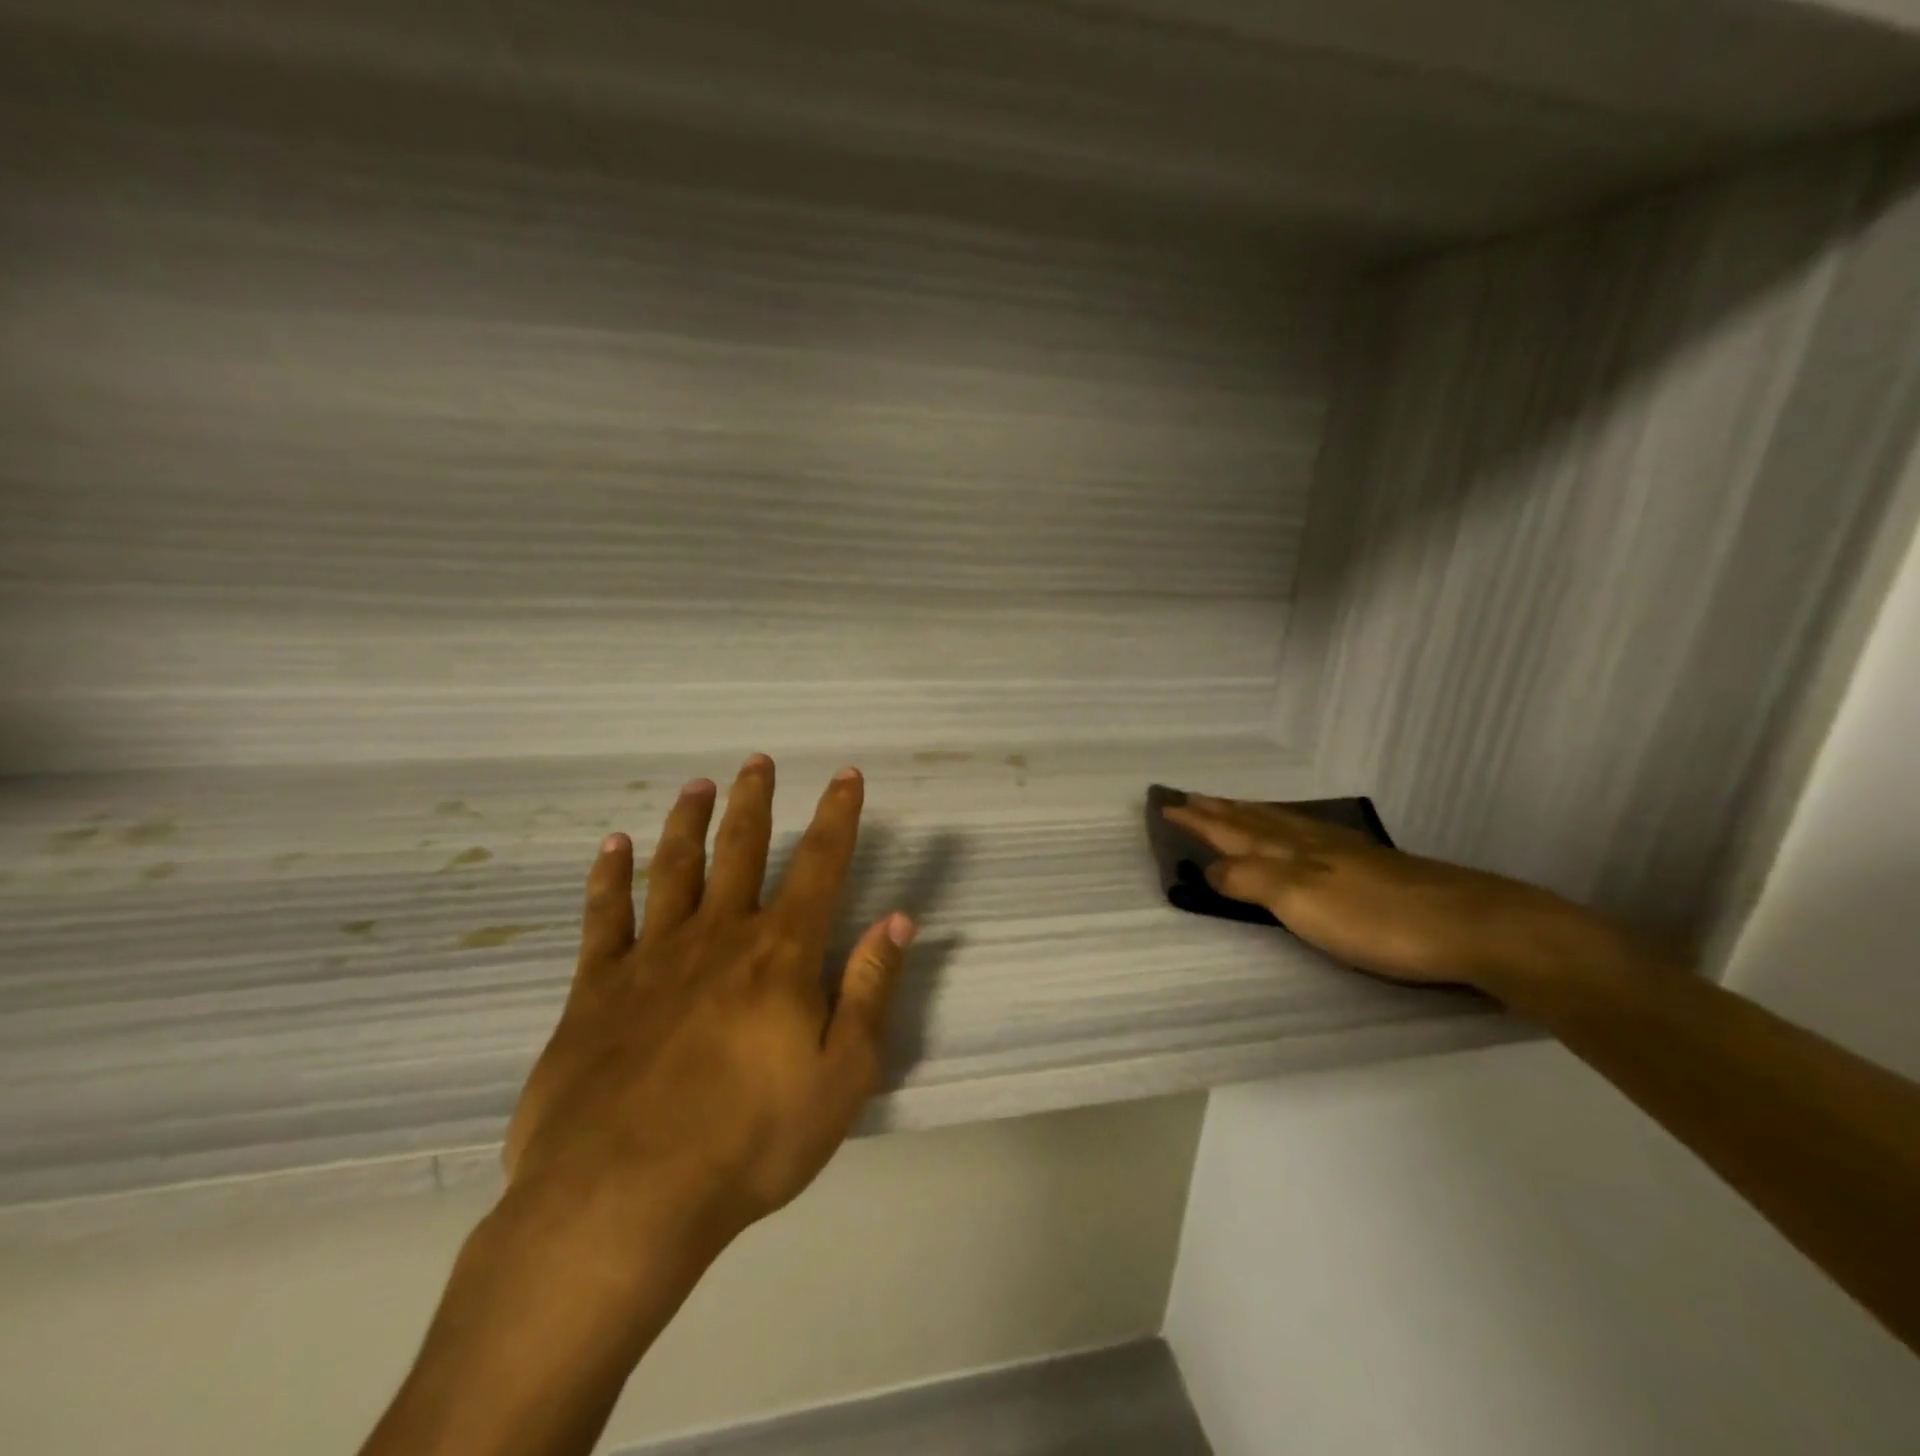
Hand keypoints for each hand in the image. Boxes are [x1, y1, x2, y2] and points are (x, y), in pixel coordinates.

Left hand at [504, 755, 914, 1249]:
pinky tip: (612, 845)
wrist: (622, 1200)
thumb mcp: (842, 1076)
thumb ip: (870, 989)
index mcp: (781, 955)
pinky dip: (608, 877)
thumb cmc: (750, 1142)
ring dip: (687, 822)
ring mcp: (653, 958)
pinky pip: (604, 917)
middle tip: (757, 760)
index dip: (838, 816)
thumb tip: (898, 918)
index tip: (845, 775)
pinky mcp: (596, 989)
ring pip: (674, 869)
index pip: (820, 865)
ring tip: (696, 785)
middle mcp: (719, 937)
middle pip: (741, 849)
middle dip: (755, 801)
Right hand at [1162, 794, 1631, 995]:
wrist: (1475, 926)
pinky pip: (1310, 833)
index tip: (1166, 805)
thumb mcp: (1301, 901)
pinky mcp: (1373, 865)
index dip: (1198, 820)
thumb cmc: (1377, 919)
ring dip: (1250, 814)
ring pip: (1283, 823)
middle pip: (1255, 819)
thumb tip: (1208, 867)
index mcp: (1290, 850)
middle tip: (1191, 796)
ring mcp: (1346, 851)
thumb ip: (1251, 880)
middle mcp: (1312, 842)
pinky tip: (1299, 830)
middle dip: (1220, 809)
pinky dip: (1287, 826)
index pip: (1232, 830)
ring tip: (1231, 805)